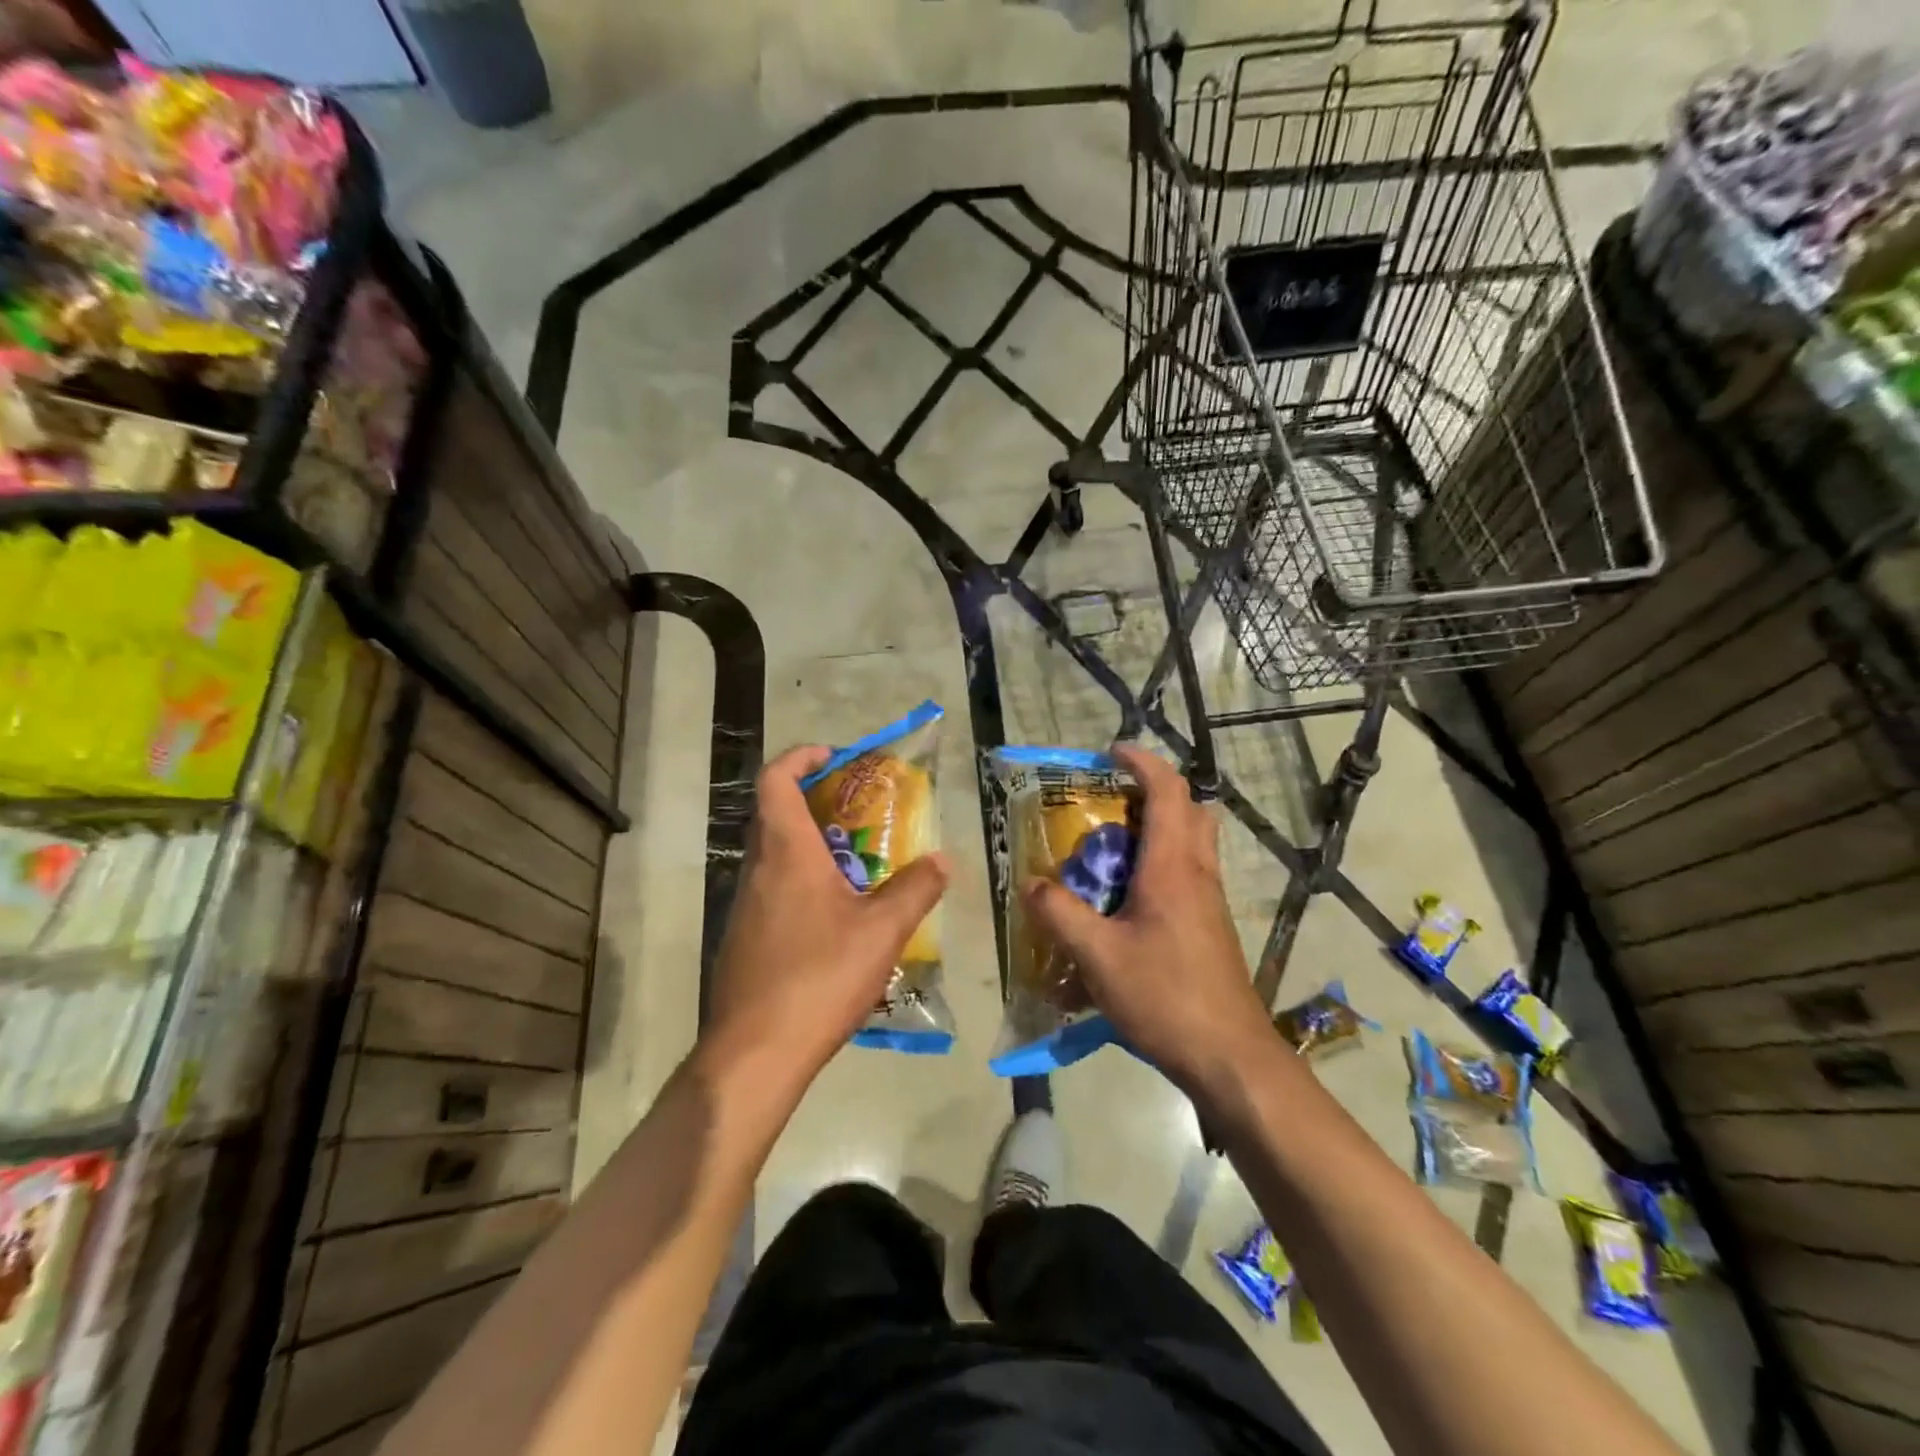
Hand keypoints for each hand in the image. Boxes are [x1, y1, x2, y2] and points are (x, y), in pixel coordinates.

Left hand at [705, 745, 950, 1084]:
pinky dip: (804, 884)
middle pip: (777, 814)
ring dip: (814, 847)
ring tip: (861, 867)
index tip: (836, 759)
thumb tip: (942, 860)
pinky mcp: (744, 938)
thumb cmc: (819, 976)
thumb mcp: (882, 931)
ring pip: (776, 856)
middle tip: (863, 814)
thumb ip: (916, 889)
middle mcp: (758, 869)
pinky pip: (774, 891)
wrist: (755, 1053)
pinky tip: (838, 920)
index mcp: (786, 852)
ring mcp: (745, 906)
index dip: (801, 757)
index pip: (777, 779)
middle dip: (819, 803)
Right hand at [1023, 745, 1272, 1092]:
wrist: (1230, 1056)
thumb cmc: (1165, 997)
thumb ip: (1060, 915)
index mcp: (1173, 867)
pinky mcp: (1211, 927)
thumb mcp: (1098, 956)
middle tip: (1110, 804)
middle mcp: (1198, 873)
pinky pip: (1189, 874)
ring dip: (1158, 829)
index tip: (1111, 752)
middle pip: (1190, 810)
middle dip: (1153, 792)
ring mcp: (1210, 901)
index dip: (1142, 762)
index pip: (1168, 791)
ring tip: (1111, 851)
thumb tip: (1031, 884)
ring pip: (1193, 842)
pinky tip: (1127, 903)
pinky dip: (1162, 865)